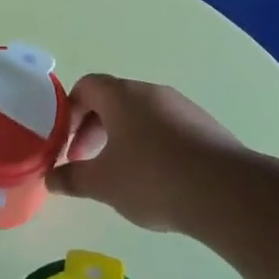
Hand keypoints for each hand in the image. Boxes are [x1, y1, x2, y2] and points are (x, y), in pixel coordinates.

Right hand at [51, 74, 241, 231]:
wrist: (226, 192)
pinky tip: (158, 181)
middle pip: (114, 100)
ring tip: (122, 175)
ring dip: (124, 139)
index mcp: (122, 95)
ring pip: (142, 116)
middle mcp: (152, 93)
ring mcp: (183, 108)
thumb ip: (72, 178)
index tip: (66, 142)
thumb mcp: (102, 183)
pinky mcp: (206, 128)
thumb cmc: (152, 178)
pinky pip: (168, 130)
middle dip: (94, 129)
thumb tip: (51, 179)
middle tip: (87, 162)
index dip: (70, 111)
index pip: (86, 86)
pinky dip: (154, 147)